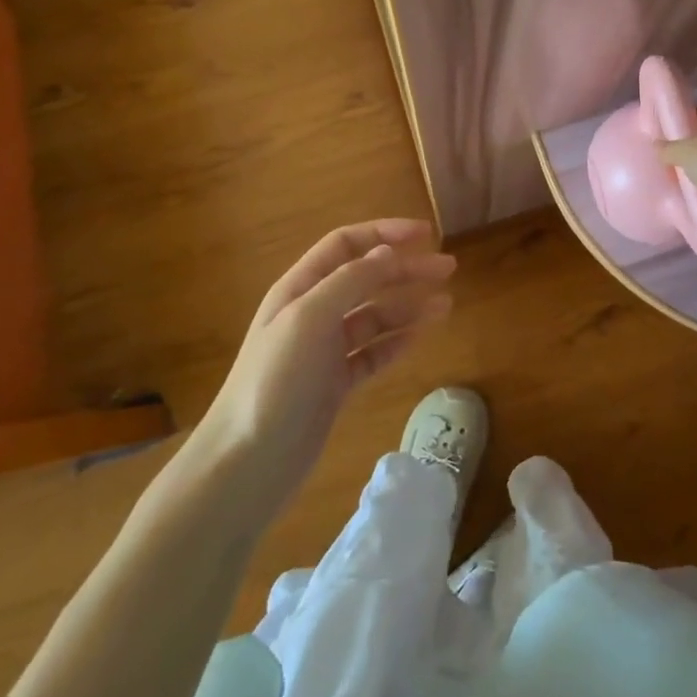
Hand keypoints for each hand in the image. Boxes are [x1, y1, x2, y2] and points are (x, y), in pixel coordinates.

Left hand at [197, 219, 455, 506]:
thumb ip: (350, 281)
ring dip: (409, 305)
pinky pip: (373, 353)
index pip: (346, 245)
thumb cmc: (275, 380)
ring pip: (375, 316)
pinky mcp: (335, 384)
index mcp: (300, 288)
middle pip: (366, 278)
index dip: (384, 233)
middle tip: (449, 269)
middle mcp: (313, 313)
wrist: (247, 463)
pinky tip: (421, 336)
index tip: (426, 234)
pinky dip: (397, 342)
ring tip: (446, 305)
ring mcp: (325, 350)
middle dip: (406, 269)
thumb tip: (387, 252)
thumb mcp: (310, 318)